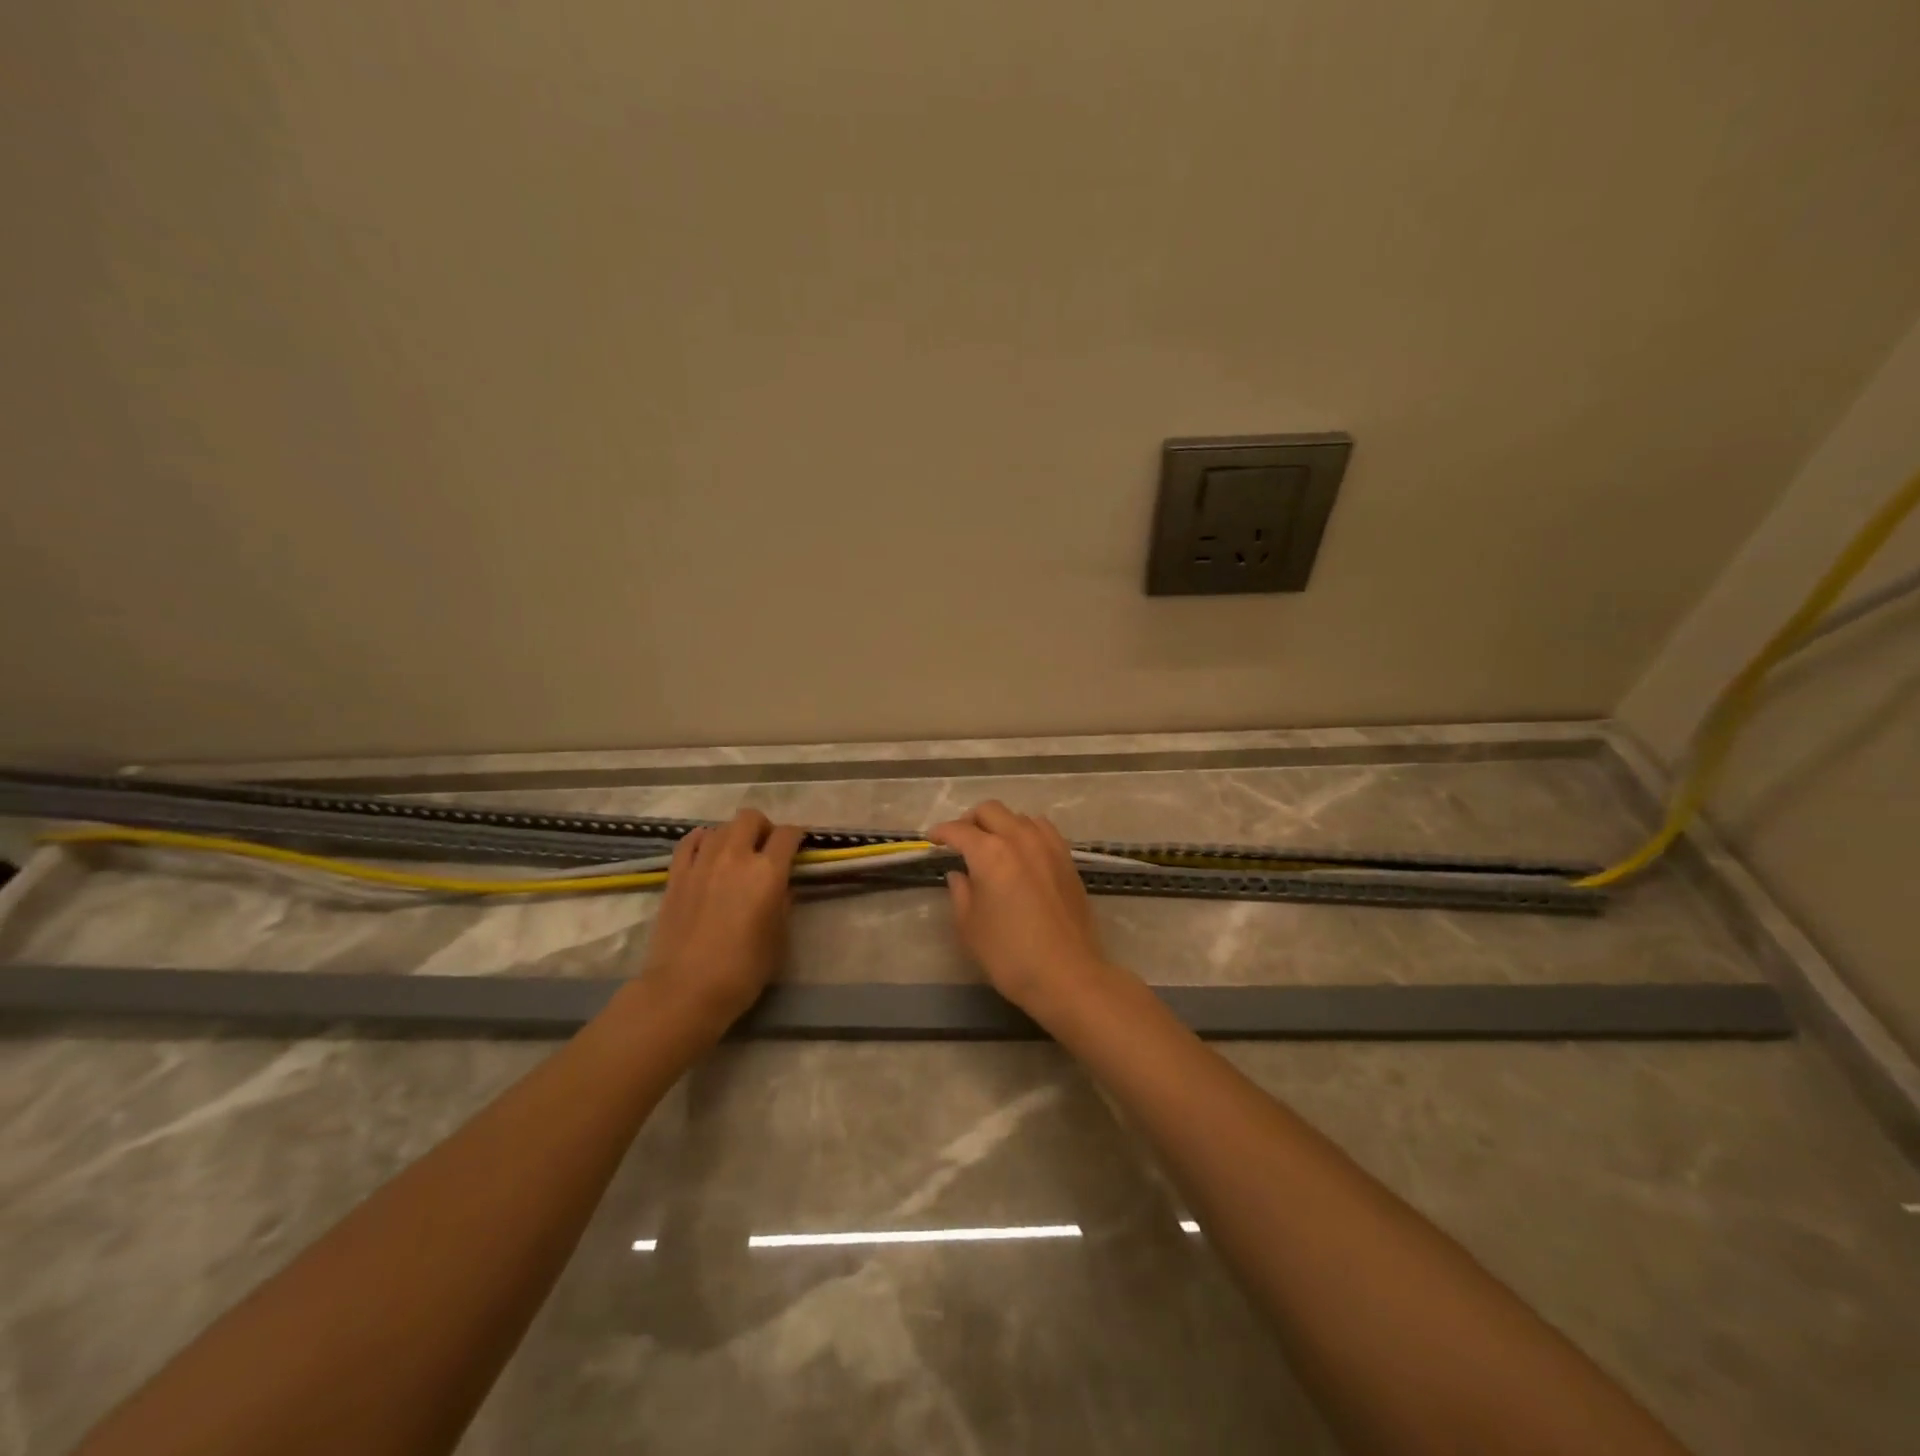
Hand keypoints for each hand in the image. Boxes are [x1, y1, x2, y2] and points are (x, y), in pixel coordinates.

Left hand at [638, 808, 804, 1032]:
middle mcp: (735, 857)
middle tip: (766, 848)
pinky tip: (707, 853)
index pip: (787, 835)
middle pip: (750, 818)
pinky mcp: (676, 876)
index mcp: (767, 872)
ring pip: (721, 827)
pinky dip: (702, 840)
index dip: (797, 836)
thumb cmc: (742, 970)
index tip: (799, 847)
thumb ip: (783, 905)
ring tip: (736, 855)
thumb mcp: (778, 939)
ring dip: (734, 835)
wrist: (685, 990)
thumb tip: (781, 887)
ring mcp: (701, 863)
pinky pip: (690, 842)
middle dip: (763, 827)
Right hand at [929, 801, 1119, 1021]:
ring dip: (1000, 824)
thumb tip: (959, 874)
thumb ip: (960, 892)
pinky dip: (1026, 832)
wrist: (1067, 975)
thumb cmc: (1010, 955)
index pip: (959, 830)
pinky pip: (1043, 830)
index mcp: (990, 853)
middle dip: (970, 821)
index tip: (932, 840)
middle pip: (990, 811)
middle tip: (959, 841)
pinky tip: (1022, 852)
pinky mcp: (1067, 859)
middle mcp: (1020, 839)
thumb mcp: (970, 927)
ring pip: (1019, 817)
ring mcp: (1048, 846)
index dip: (941, 832)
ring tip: (992, 846)